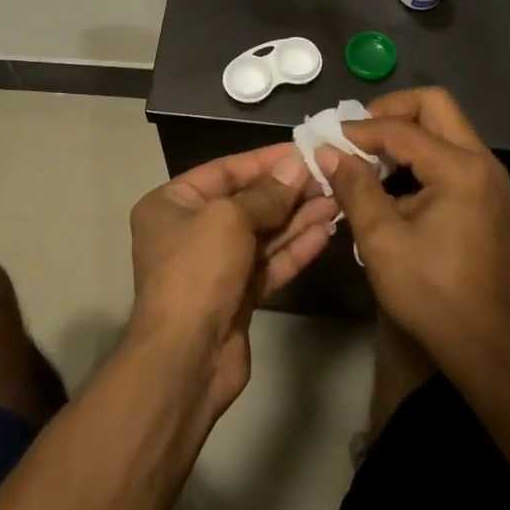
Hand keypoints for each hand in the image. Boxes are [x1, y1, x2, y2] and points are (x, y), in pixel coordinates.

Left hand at [128, 145, 337, 414]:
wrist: (186, 359)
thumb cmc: (198, 272)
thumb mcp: (229, 219)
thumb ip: (267, 194)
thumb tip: (297, 166)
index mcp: (172, 204)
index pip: (225, 171)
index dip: (266, 160)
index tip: (304, 150)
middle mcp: (190, 231)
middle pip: (247, 202)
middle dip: (288, 191)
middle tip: (330, 177)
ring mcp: (214, 265)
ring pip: (263, 234)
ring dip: (298, 218)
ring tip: (337, 201)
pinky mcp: (237, 295)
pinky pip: (269, 263)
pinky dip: (295, 248)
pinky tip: (325, 233)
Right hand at [319, 88, 509, 372]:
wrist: (487, 345)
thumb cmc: (432, 293)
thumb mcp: (381, 240)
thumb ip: (354, 187)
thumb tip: (327, 151)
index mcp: (460, 168)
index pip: (402, 128)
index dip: (359, 129)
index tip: (326, 139)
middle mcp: (481, 161)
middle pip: (435, 105)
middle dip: (390, 111)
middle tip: (356, 134)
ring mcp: (488, 177)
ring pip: (444, 127)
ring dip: (404, 132)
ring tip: (367, 156)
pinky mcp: (485, 194)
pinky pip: (449, 153)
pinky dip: (418, 154)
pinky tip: (390, 180)